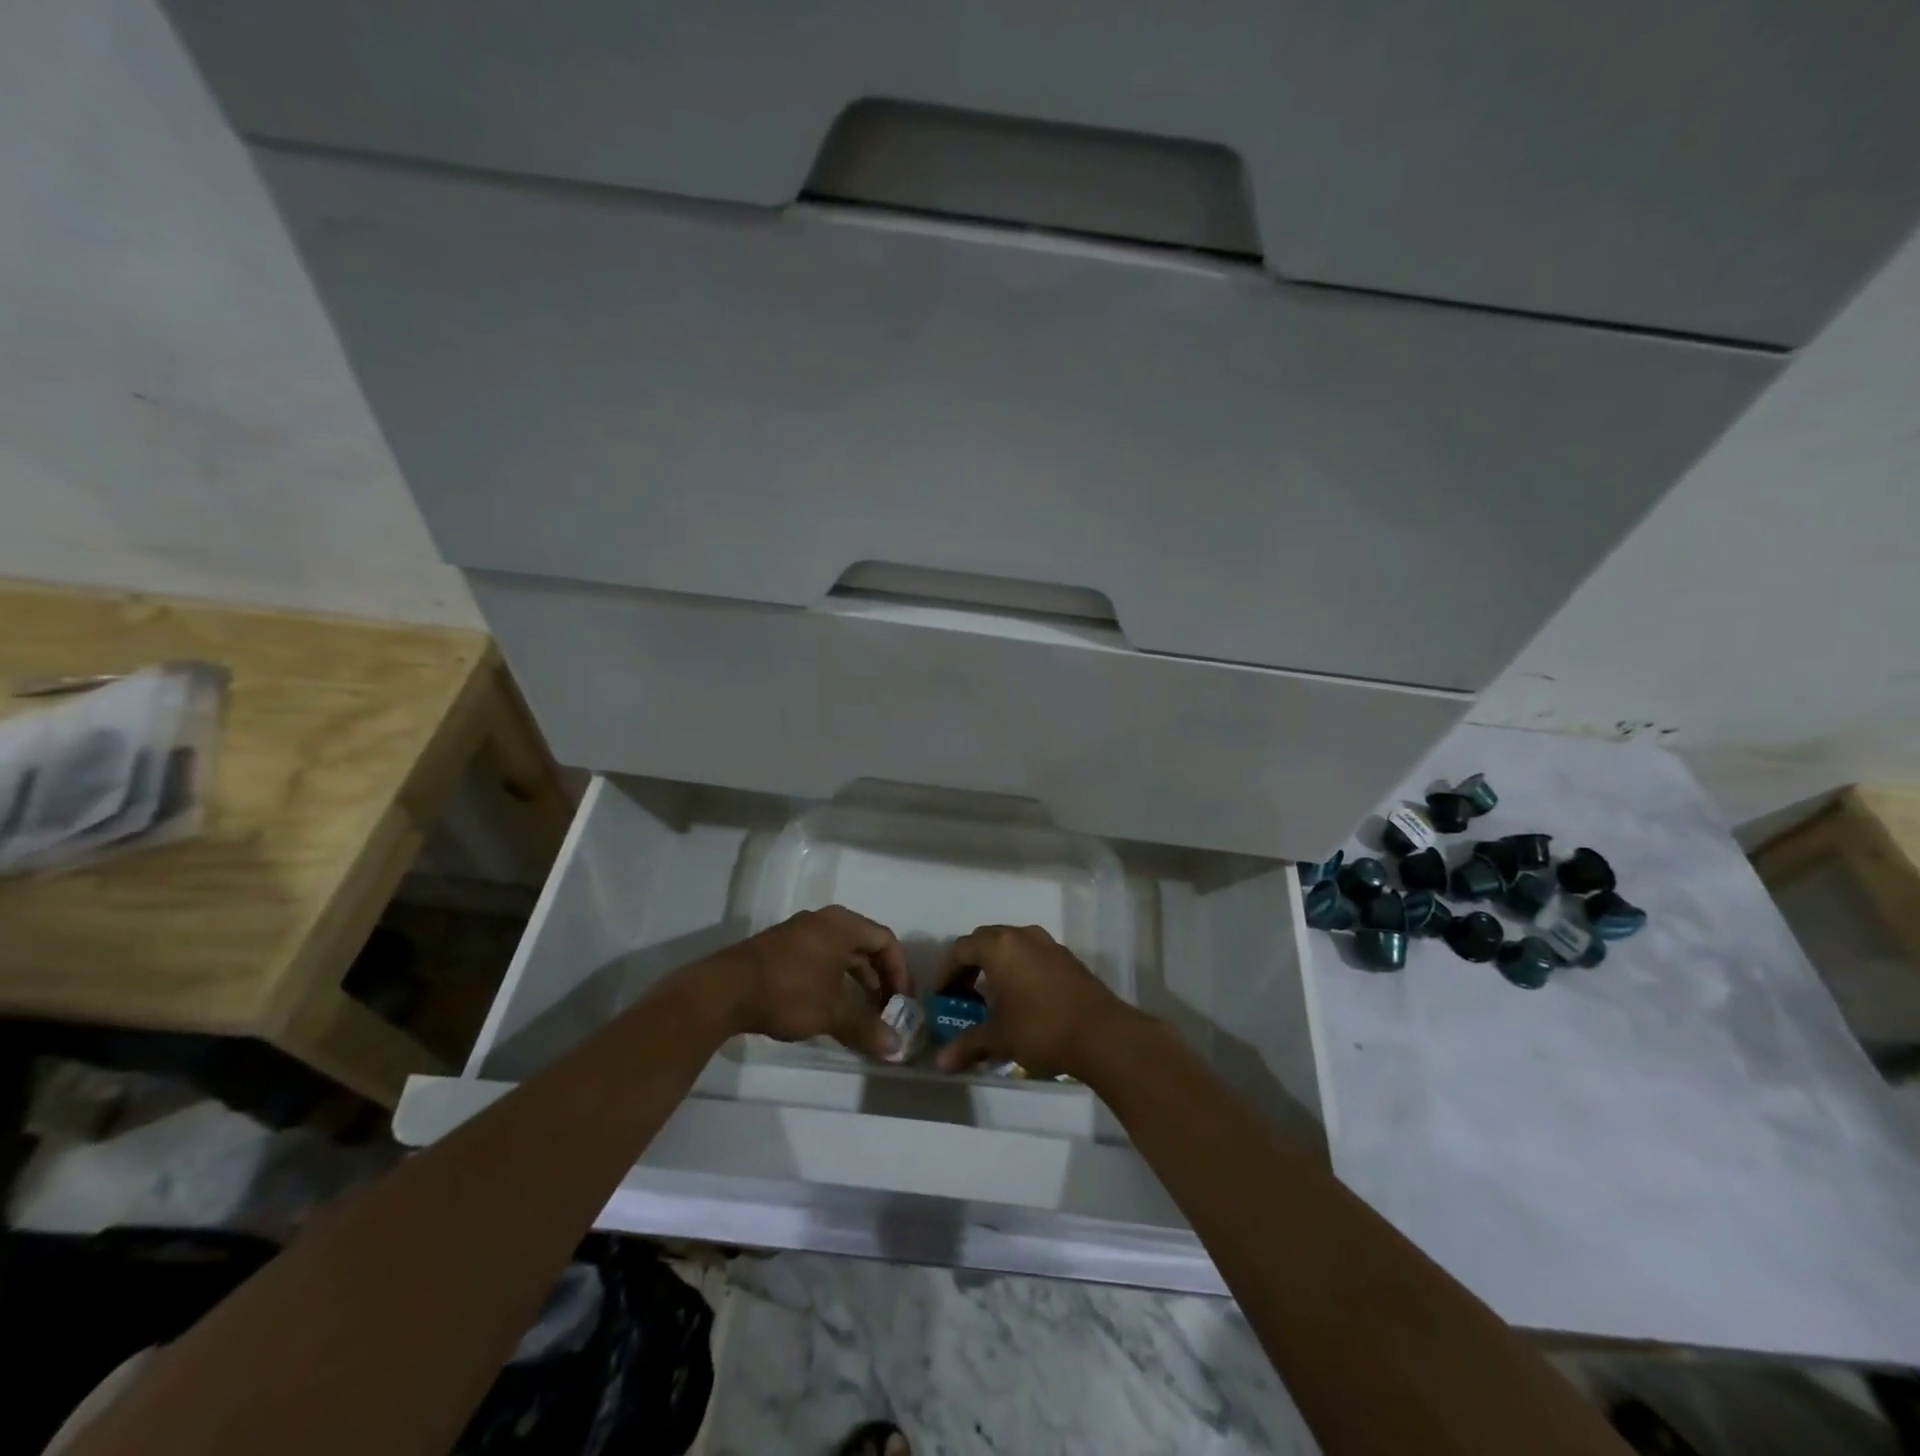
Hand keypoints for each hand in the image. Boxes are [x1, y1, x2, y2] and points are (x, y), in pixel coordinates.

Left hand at [723, 906, 912, 1058]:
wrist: (724, 991)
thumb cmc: (788, 992)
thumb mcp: (832, 1013)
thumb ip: (866, 1027)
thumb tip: (896, 1048)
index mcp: (842, 925)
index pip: (885, 940)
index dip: (900, 971)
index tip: (902, 1001)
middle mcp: (823, 921)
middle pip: (864, 944)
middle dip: (880, 977)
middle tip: (887, 1008)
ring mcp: (799, 932)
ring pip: (841, 952)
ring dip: (857, 980)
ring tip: (862, 1011)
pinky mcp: (780, 948)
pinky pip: (820, 957)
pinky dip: (834, 978)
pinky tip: (829, 1006)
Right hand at [934, 924, 1140, 1078]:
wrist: (1102, 1034)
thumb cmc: (1041, 1028)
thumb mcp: (999, 1038)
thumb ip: (968, 1045)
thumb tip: (941, 1062)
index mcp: (1000, 946)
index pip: (961, 948)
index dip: (947, 971)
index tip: (942, 995)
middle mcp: (1023, 936)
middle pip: (986, 940)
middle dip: (970, 964)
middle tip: (963, 992)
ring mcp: (1049, 945)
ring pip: (1013, 945)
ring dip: (997, 964)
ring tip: (993, 995)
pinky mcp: (1068, 959)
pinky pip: (1034, 955)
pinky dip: (1020, 968)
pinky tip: (1023, 998)